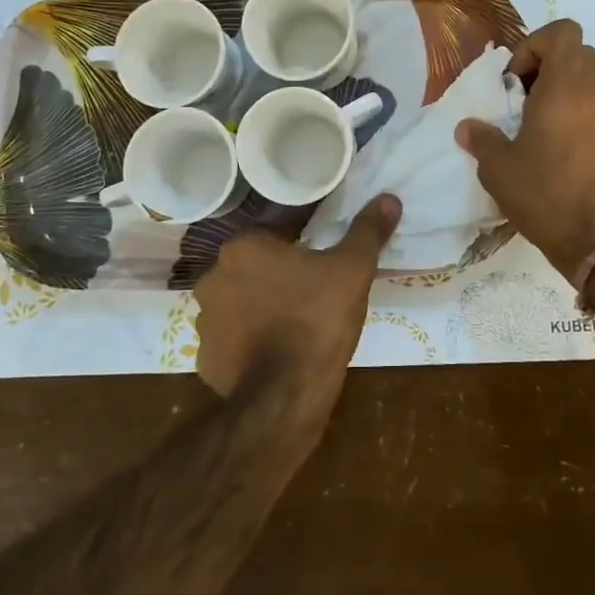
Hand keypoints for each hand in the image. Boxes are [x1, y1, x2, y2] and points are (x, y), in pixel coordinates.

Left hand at [194, 195, 401, 405]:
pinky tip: (275, 352)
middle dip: (280, 274)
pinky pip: (231, 340)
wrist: (285, 395)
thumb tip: (388, 198)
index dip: (304, 243)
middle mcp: (214, 276)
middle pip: (256, 266)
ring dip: (261, 307)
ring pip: (240, 302)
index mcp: (244, 246)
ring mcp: (205, 319)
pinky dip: (249, 343)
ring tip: (296, 323)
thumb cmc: (318, 320)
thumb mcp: (353, 270)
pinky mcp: (206, 357)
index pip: (277, 232)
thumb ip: (367, 231)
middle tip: (314, 291)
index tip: (324, 261)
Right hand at [456, 20, 594, 284]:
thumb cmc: (547, 195)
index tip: (515, 81)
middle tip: (525, 104)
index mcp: (567, 85)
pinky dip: (586, 122)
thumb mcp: (499, 169)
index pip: (562, 31)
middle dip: (549, 70)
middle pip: (578, 56)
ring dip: (568, 97)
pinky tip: (568, 158)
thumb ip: (482, 140)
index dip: (534, 45)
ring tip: (544, 133)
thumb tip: (468, 128)